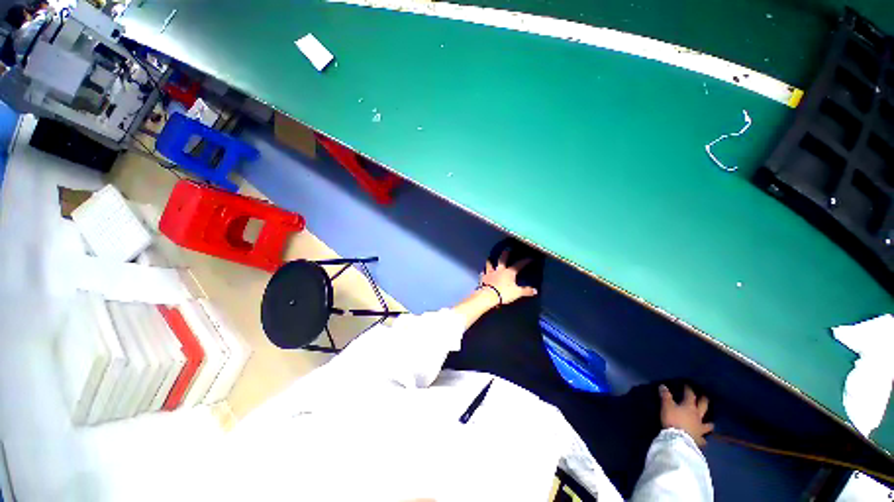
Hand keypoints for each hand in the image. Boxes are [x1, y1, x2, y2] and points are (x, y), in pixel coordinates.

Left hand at [479, 249, 537, 304]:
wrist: (488, 296)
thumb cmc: (504, 293)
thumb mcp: (517, 293)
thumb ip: (526, 291)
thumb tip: (535, 290)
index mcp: (509, 272)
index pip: (519, 264)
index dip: (525, 261)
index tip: (530, 257)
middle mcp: (499, 270)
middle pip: (502, 259)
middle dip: (506, 254)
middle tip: (507, 249)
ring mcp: (490, 273)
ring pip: (490, 264)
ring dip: (490, 260)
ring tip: (489, 257)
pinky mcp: (483, 278)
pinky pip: (483, 272)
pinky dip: (483, 271)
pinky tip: (483, 270)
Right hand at [659, 385, 713, 446]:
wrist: (679, 439)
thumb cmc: (673, 420)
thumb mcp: (666, 406)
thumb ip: (665, 396)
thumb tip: (663, 385)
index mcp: (689, 407)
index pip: (690, 395)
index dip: (689, 390)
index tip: (688, 385)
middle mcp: (697, 416)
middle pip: (703, 407)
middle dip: (704, 401)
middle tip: (705, 397)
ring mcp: (700, 429)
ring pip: (708, 425)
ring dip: (709, 423)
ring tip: (710, 423)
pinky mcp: (699, 440)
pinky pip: (703, 440)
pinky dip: (704, 439)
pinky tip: (704, 440)